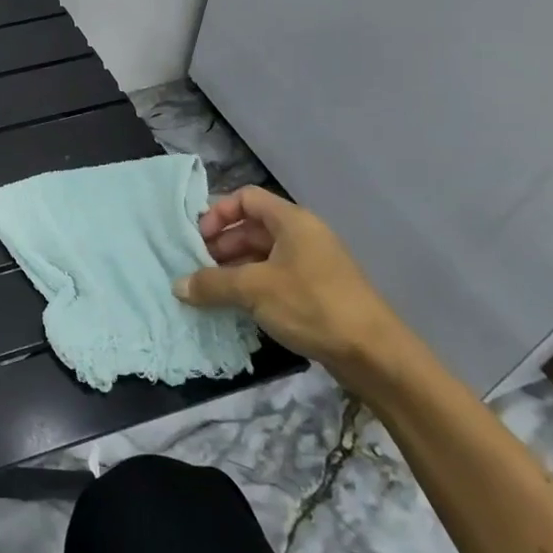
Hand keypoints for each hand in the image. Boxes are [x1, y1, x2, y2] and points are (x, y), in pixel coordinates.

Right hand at [176, 186, 409, 389]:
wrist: (374, 355)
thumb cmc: (312, 305)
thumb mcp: (253, 290)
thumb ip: (211, 283)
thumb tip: (177, 286)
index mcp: (292, 221)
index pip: (246, 198)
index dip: (218, 213)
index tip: (199, 239)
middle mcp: (302, 235)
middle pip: (251, 227)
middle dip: (221, 244)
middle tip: (198, 268)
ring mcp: (311, 264)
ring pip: (261, 255)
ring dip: (233, 268)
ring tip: (212, 290)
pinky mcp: (316, 291)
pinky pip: (274, 277)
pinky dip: (252, 286)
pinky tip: (236, 307)